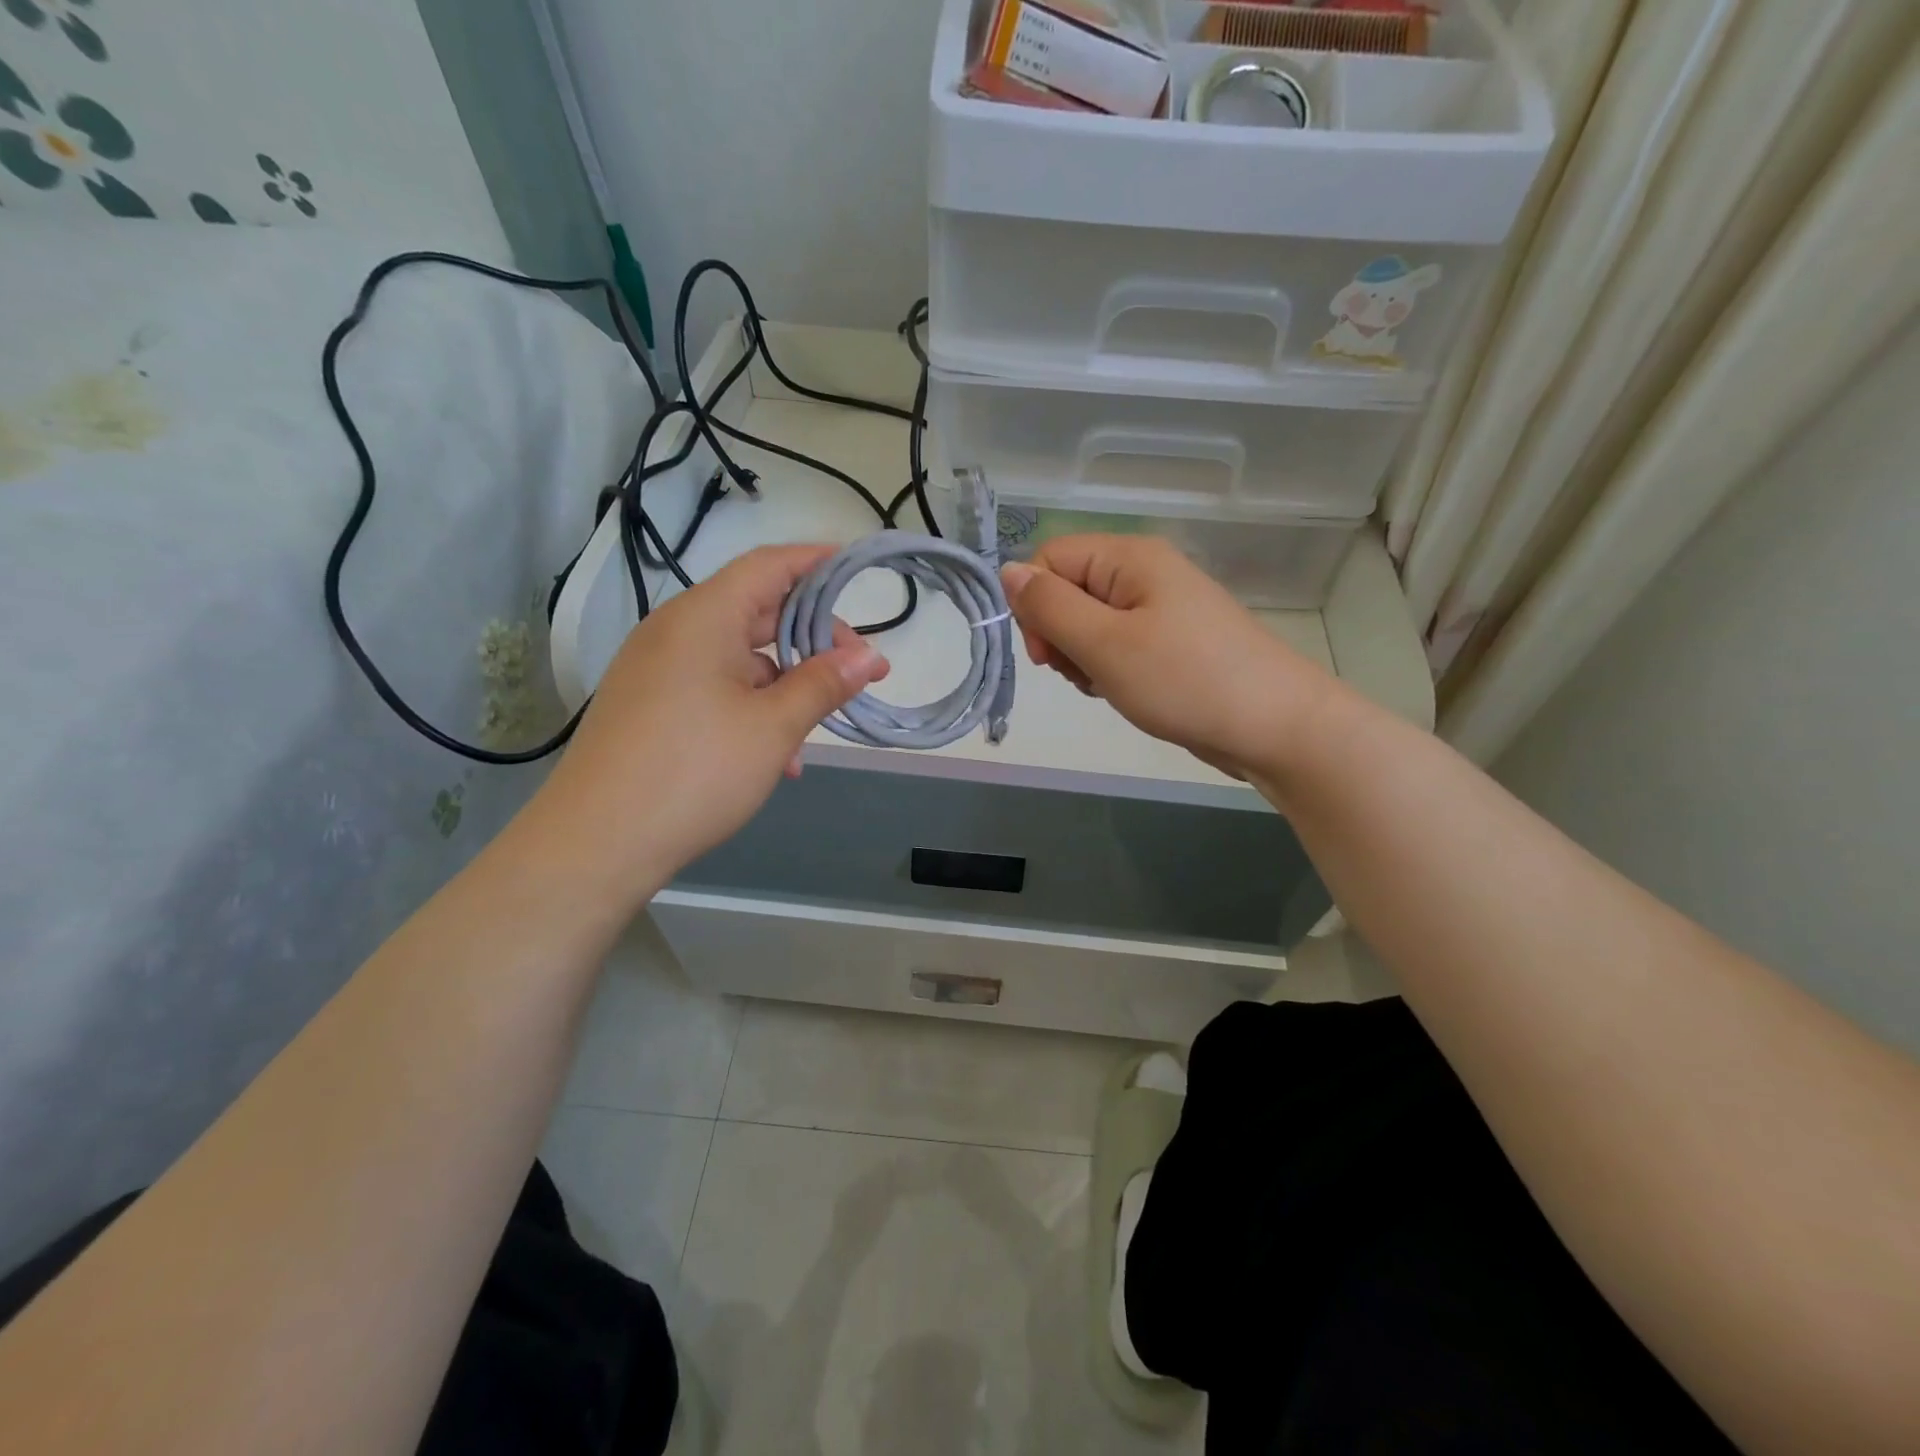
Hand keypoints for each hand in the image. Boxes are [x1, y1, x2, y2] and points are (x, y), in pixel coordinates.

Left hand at [531, 544, 889, 898]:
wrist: (595, 843)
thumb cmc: (695, 772)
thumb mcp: (773, 727)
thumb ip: (824, 684)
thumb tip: (870, 657)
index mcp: (704, 617)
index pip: (770, 566)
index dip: (816, 561)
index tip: (858, 569)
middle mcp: (675, 631)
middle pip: (756, 609)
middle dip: (812, 635)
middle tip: (858, 667)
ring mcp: (656, 668)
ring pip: (738, 657)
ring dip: (784, 681)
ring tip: (819, 723)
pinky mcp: (649, 704)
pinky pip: (713, 687)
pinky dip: (751, 706)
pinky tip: (775, 755)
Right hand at [1000, 535, 1335, 782]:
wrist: (1275, 726)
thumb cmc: (1184, 680)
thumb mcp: (1105, 644)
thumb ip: (1050, 607)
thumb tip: (1007, 571)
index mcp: (1129, 557)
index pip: (1050, 560)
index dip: (1035, 605)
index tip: (1046, 655)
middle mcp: (1144, 572)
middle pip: (1068, 590)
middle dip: (1059, 635)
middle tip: (1081, 674)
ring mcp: (1161, 607)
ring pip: (1090, 623)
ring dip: (1083, 657)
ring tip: (1108, 686)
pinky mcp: (1171, 641)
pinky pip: (1118, 644)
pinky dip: (1109, 669)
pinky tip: (1124, 692)